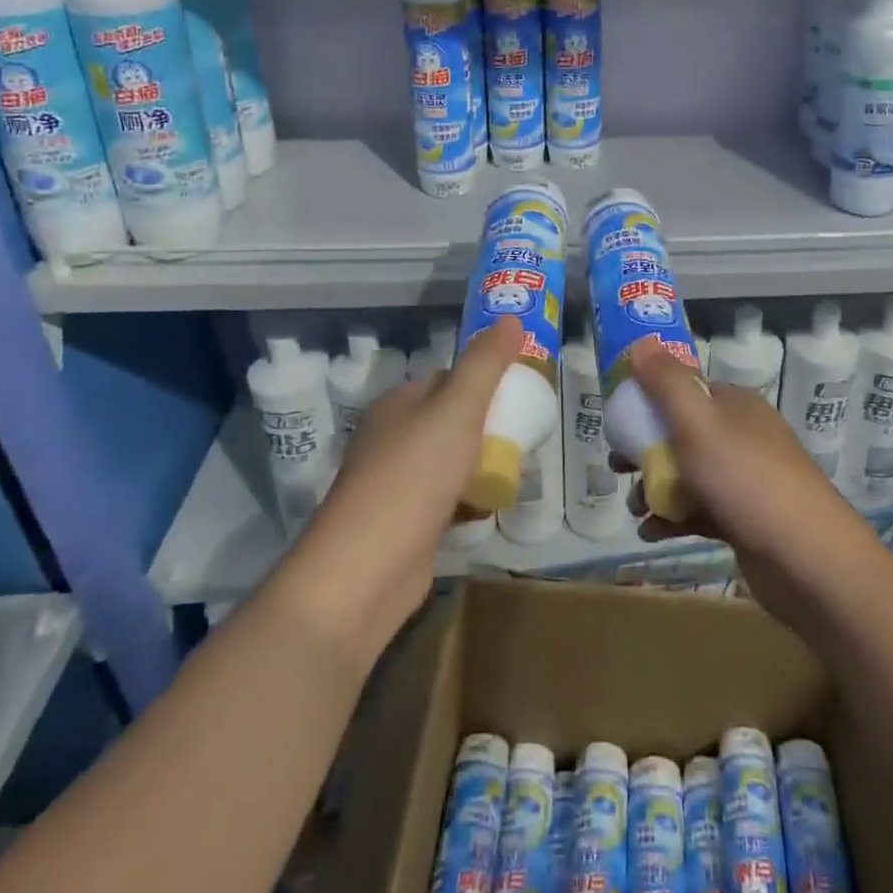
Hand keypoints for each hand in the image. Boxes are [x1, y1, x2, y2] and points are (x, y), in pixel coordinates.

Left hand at [282, 318, 521, 663]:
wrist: (363, 574)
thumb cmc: (412, 479)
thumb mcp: (456, 410)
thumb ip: (485, 364)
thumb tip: (511, 317)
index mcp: (398, 404)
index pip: (448, 378)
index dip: (485, 380)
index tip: (522, 390)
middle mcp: (393, 437)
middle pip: (452, 420)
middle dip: (490, 425)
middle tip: (528, 432)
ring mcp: (397, 483)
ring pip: (452, 460)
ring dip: (483, 462)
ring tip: (520, 465)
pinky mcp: (406, 523)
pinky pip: (448, 498)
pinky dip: (471, 499)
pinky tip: (493, 504)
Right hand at [627, 338, 883, 630]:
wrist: (808, 560)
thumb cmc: (747, 480)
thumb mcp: (699, 423)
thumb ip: (666, 382)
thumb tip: (639, 342)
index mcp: (735, 406)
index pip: (684, 391)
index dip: (649, 402)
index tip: (617, 422)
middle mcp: (742, 436)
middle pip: (682, 434)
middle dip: (645, 450)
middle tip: (617, 468)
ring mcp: (746, 479)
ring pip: (688, 474)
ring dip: (655, 488)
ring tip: (635, 508)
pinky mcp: (745, 520)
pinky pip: (699, 511)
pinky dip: (673, 519)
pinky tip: (651, 533)